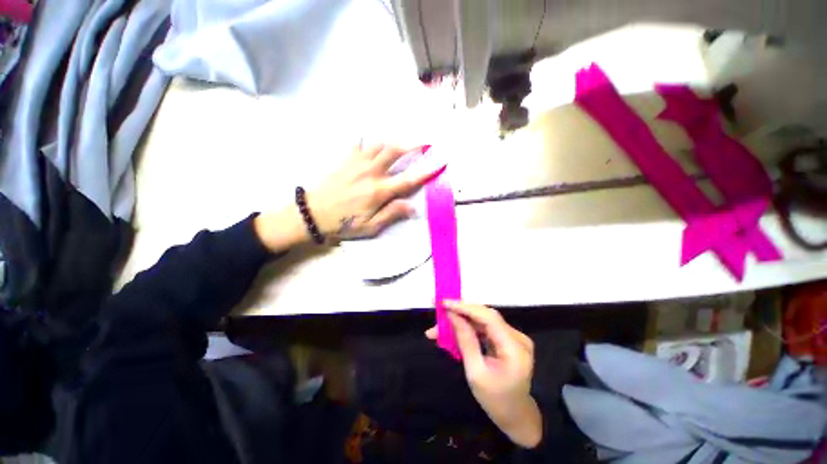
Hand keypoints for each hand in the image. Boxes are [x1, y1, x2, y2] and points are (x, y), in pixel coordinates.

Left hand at [309, 143, 442, 239]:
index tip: (439, 161)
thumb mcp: (370, 226)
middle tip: (422, 142)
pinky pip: (359, 144)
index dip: (426, 170)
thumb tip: (413, 207)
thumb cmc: (343, 223)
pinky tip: (370, 143)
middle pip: (394, 152)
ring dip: (392, 143)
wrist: (312, 213)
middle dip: (411, 145)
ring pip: (379, 145)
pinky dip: (368, 142)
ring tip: (400, 145)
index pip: (408, 179)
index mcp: (379, 191)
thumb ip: (392, 214)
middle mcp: (371, 172)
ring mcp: (357, 163)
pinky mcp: (345, 159)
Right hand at [426, 301, 542, 448]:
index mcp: (514, 348)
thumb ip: (465, 341)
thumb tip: (452, 315)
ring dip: (461, 320)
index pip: (489, 317)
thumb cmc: (495, 400)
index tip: (444, 303)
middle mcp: (517, 337)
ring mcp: (513, 337)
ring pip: (482, 320)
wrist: (515, 415)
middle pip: (485, 316)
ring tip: (438, 326)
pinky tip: (452, 330)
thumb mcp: (476, 373)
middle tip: (438, 309)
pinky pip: (484, 327)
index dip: (465, 307)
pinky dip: (468, 327)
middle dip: (460, 312)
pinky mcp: (507, 338)